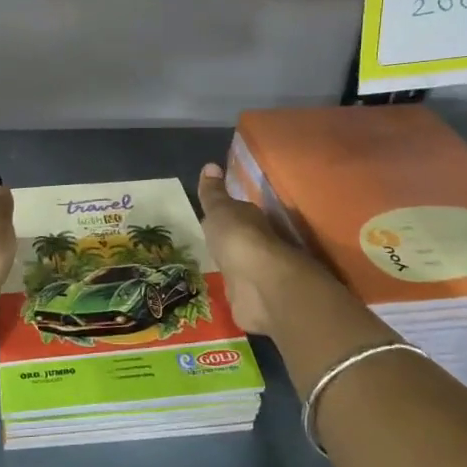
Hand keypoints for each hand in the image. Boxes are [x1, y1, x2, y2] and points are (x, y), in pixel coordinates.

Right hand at [195, 163, 312, 337]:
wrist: (259, 286)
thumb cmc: (238, 239)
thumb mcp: (220, 210)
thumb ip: (213, 194)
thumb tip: (210, 165)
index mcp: (251, 221)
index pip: (238, 213)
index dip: (226, 213)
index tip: (212, 213)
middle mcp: (256, 246)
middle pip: (240, 240)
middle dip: (228, 240)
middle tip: (208, 240)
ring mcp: (254, 275)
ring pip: (239, 266)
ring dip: (231, 267)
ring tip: (209, 267)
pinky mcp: (249, 301)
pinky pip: (237, 293)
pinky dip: (232, 292)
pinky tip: (219, 293)